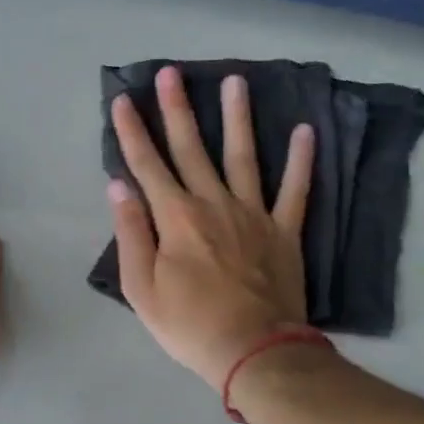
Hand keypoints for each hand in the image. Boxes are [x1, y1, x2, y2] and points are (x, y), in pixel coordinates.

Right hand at [108, 67, 315, 386]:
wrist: (253, 350)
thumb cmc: (189, 325)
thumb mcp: (142, 289)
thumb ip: (130, 233)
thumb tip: (119, 187)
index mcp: (175, 218)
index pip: (147, 166)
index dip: (131, 132)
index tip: (122, 100)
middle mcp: (213, 203)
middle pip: (191, 149)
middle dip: (177, 110)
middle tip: (171, 73)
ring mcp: (253, 213)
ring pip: (243, 156)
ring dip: (237, 117)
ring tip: (236, 81)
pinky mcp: (284, 231)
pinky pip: (295, 189)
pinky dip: (301, 160)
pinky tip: (305, 130)